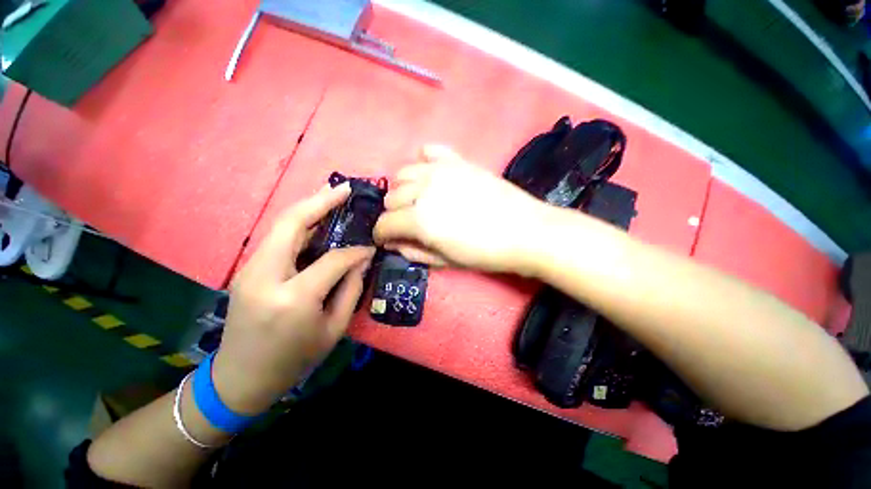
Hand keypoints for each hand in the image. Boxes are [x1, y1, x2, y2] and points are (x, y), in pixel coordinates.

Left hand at [212, 184, 374, 414]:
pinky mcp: (247, 269)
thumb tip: (362, 258)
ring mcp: (249, 269)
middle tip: (345, 188)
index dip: (356, 251)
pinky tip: (316, 218)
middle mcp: (265, 276)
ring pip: (281, 225)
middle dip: (321, 200)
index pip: (333, 260)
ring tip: (332, 194)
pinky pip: (277, 237)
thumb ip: (351, 289)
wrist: (240, 379)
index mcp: (293, 298)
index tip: (371, 246)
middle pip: (293, 223)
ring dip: (308, 206)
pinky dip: (299, 223)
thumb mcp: (334, 328)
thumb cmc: (294, 360)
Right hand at [374, 145, 554, 274]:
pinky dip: (424, 162)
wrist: (525, 231)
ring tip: (417, 201)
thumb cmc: (485, 253)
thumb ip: (414, 251)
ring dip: (404, 190)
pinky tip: (431, 175)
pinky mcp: (458, 161)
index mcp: (420, 219)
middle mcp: (424, 189)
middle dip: (394, 214)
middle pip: (391, 197)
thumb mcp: (445, 261)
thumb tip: (393, 243)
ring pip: (403, 173)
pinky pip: (429, 151)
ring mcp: (441, 170)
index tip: (387, 240)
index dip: (381, 234)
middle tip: (407, 224)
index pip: (384, 223)